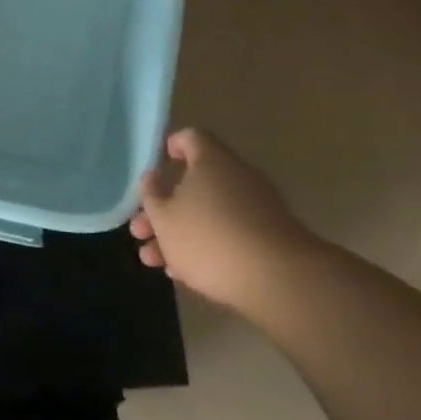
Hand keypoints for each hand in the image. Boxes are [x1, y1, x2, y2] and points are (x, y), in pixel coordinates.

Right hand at [128, 128, 322, 310]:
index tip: (156, 166)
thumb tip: (152, 177)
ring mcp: (258, 209)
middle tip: (140, 230)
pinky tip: (185, 274)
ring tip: (153, 261)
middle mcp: (238, 177)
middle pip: (195, 183)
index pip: (190, 138)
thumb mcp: (164, 218)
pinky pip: (230, 236)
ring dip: (180, 234)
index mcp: (212, 160)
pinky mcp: (270, 240)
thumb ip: (152, 195)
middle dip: (164, 209)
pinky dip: (207, 248)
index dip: (171, 147)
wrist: (280, 281)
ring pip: (209, 214)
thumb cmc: (209, 238)